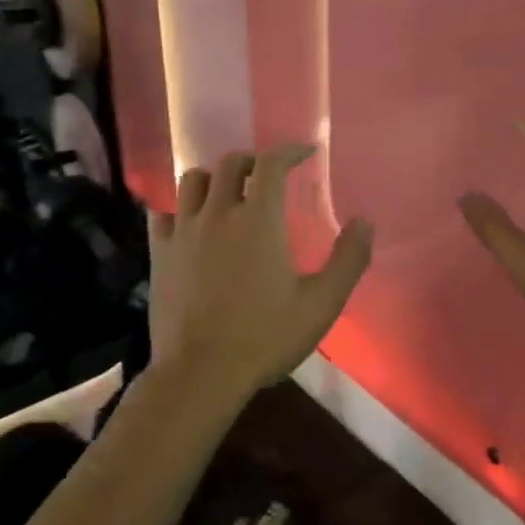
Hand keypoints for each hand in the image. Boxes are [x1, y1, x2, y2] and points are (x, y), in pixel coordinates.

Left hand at [146, 146, 372, 403]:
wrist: (201, 374)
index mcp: (258, 219)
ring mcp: (183, 232)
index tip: (305, 152)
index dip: (290, 150)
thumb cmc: (266, 337)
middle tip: (269, 176)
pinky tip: (190, 224)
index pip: (272, 163)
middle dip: (254, 161)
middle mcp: (218, 213)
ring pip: (192, 180)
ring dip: (215, 178)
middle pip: (231, 163)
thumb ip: (348, 259)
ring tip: (229, 194)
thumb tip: (365, 222)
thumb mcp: (321, 304)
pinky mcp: (160, 254)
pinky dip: (179, 209)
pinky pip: (163, 214)